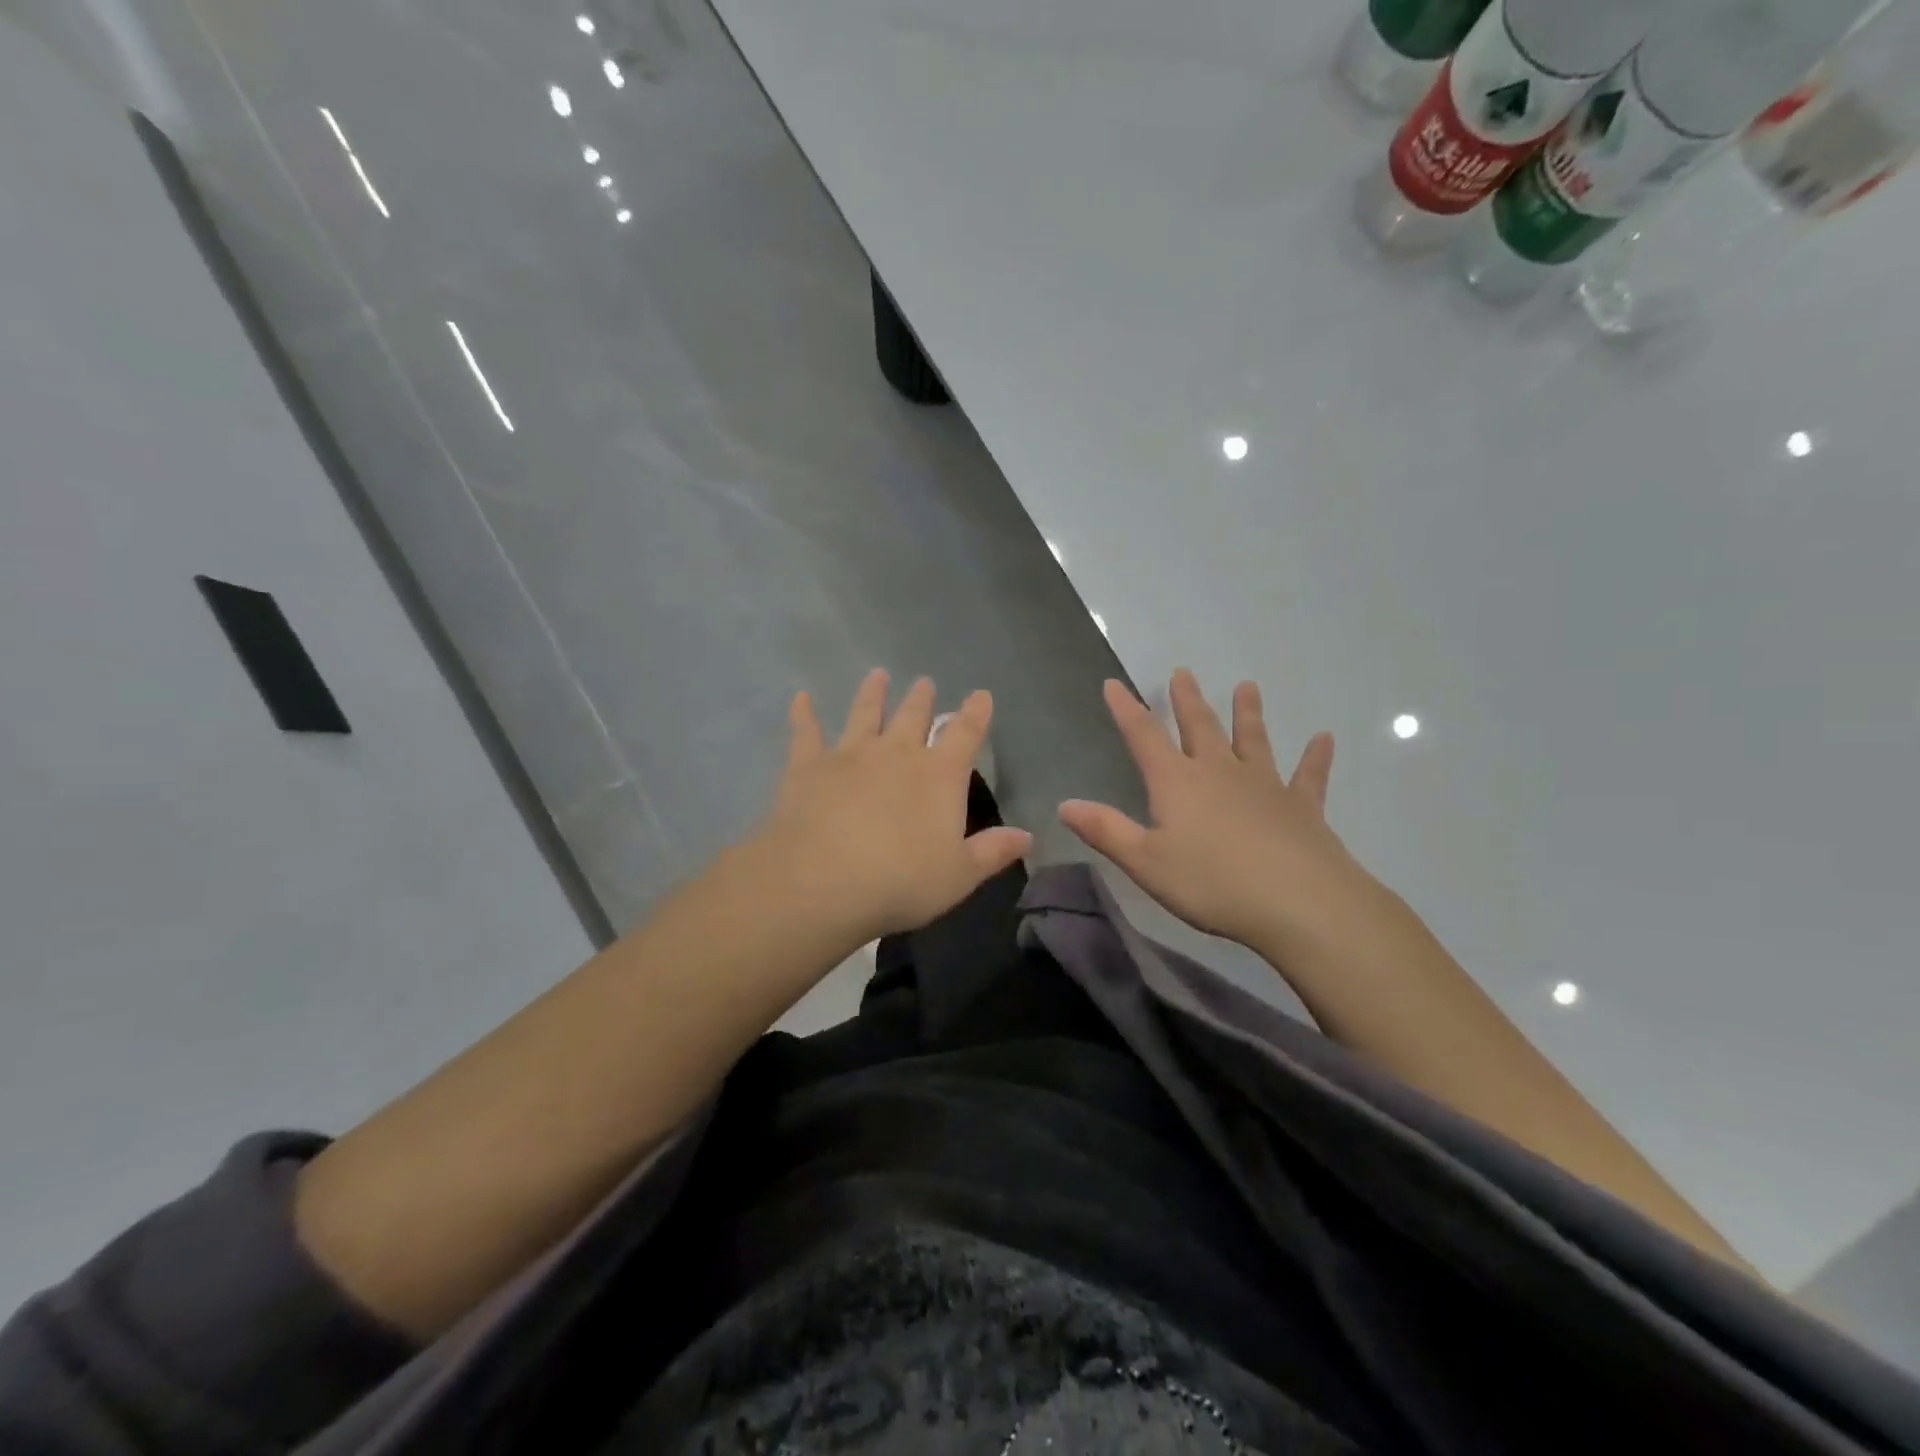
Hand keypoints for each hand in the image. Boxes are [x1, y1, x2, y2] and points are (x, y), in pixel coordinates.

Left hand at [753, 669, 1031, 943]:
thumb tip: (1027, 836)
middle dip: (922, 699)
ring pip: (865, 714)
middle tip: (925, 682)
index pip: (965, 735)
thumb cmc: (901, 882)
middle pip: (913, 717)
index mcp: (938, 776)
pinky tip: (801, 698)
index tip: (981, 695)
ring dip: (873, 694)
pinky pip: (806, 732)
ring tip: (878, 675)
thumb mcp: (959, 875)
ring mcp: (850, 754)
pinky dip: (804, 714)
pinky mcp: (808, 766)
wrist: (822, 882)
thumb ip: (993, 852)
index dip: (976, 713)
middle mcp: (897, 753)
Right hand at [1059, 670, 1371, 950]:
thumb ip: (1106, 830)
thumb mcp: (1145, 862)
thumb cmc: (1212, 883)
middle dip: (1187, 700)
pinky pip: (1308, 776)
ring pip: (1252, 740)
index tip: (1114, 684)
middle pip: (1200, 727)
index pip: (1144, 737)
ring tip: (1247, 686)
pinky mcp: (1302, 807)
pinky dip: (1316, 757)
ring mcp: (1265, 786)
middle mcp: (1219, 772)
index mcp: (1177, 782)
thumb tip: (1065, 804)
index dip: (1126, 710)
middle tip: (1183, 671)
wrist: (1299, 902)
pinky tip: (1324, 739)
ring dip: (1248, 713)